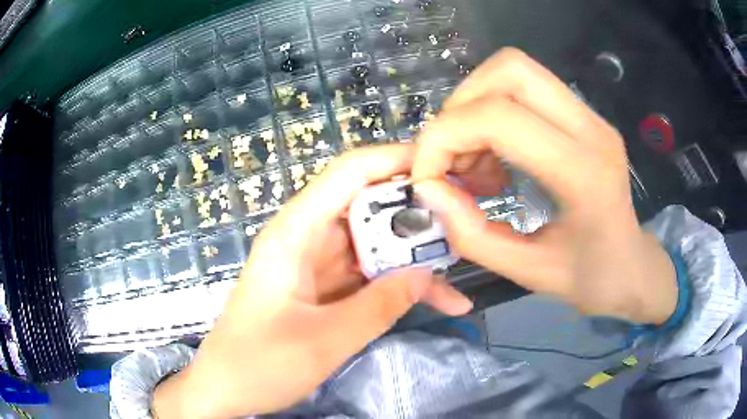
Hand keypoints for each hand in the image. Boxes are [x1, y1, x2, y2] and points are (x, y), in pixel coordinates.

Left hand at [152, 144, 471, 418]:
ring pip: (376, 244)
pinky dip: (403, 286)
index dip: (395, 159)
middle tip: (466, 219)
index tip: (442, 166)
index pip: (349, 173)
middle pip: (369, 206)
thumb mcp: (322, 341)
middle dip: (417, 211)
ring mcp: (319, 265)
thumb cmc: (258, 364)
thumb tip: (426, 274)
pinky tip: (442, 300)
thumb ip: (378, 306)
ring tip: (463, 263)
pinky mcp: (327, 289)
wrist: (225, 389)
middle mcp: (307, 239)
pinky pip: (371, 276)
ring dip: (416, 255)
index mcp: (295, 233)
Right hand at [413, 48, 676, 324]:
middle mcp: (591, 128)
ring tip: (474, 162)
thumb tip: (429, 189)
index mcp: (584, 173)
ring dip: (476, 107)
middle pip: (509, 69)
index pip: (498, 117)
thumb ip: (472, 235)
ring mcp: (590, 115)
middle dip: (460, 107)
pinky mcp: (584, 115)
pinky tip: (495, 158)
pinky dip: (493, 113)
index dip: (444, 138)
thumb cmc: (591, 279)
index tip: (426, 177)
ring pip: (515, 70)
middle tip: (450, 157)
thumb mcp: (528, 272)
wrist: (633, 266)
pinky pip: (526, 88)